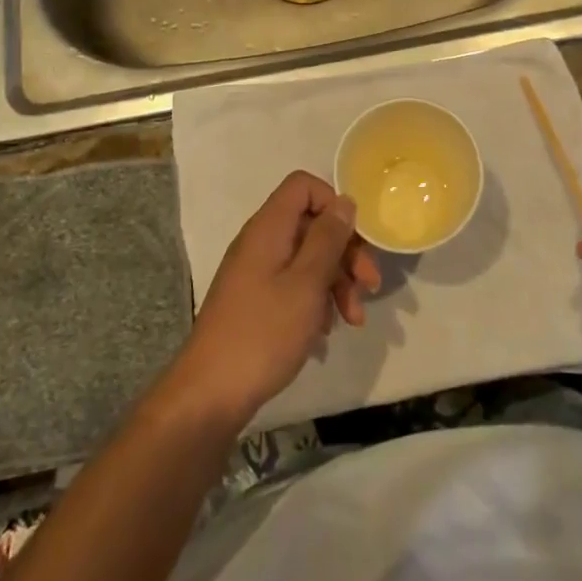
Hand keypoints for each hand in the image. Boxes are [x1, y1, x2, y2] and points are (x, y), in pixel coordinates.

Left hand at [171, 171, 380, 424]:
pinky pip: (294, 285)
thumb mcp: (307, 283)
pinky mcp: (256, 301)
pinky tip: (327, 332)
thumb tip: (344, 201)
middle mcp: (260, 242)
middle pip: (311, 225)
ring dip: (336, 282)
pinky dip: (316, 301)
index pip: (303, 186)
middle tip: (371, 286)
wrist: (210, 394)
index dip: (333, 203)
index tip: (354, 238)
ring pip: (307, 259)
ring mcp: (256, 273)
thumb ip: (328, 238)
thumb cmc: (264, 332)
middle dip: (346, 252)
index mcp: (268, 228)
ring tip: (354, 319)